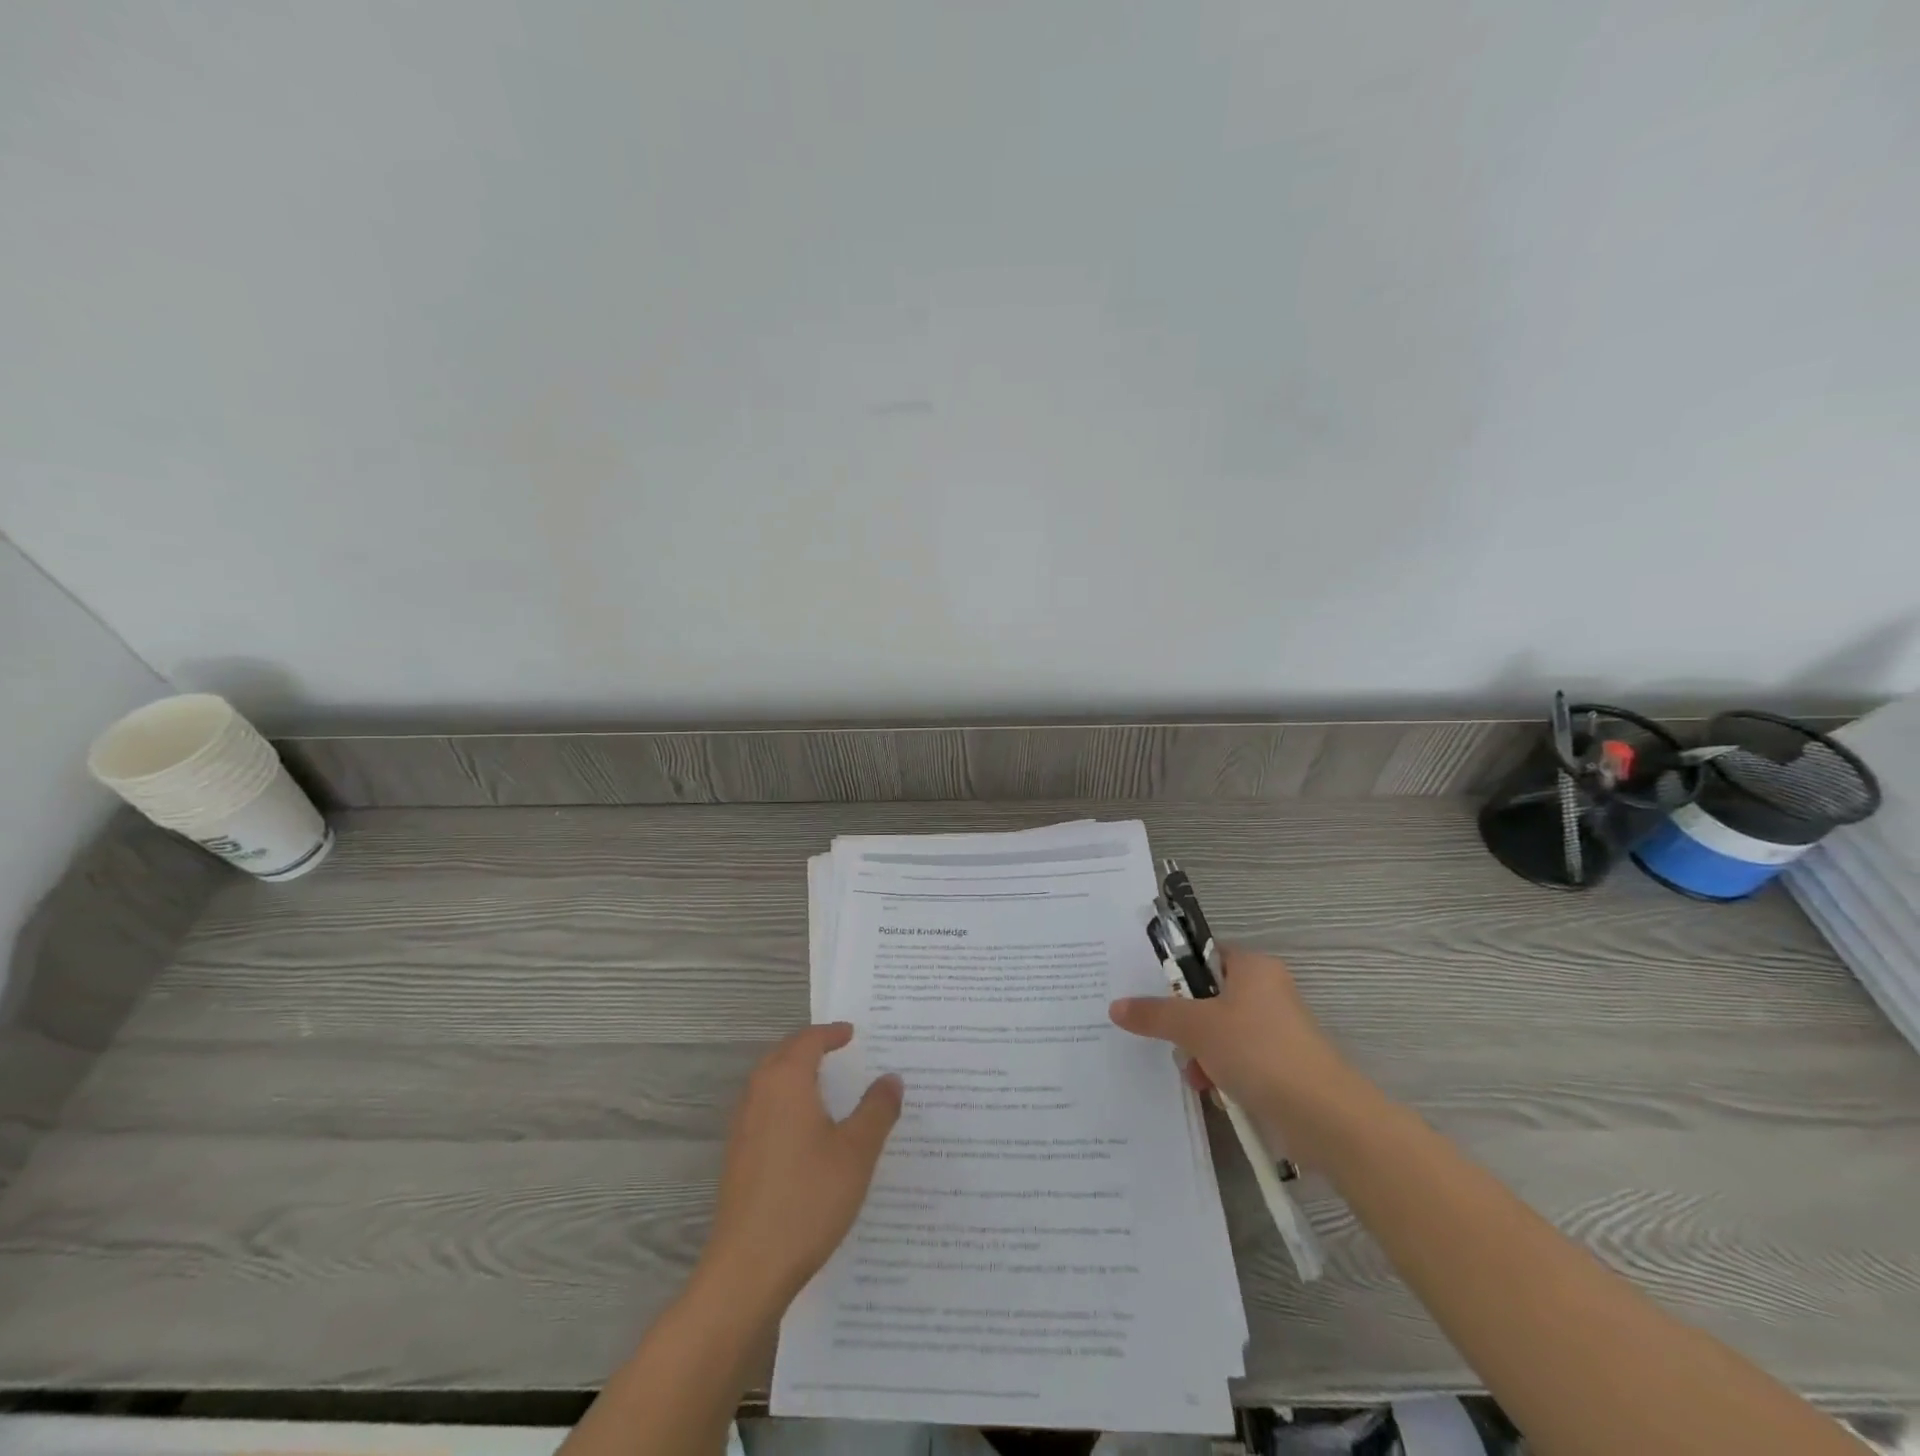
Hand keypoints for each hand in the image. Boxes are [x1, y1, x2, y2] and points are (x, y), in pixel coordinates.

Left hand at [700, 1023, 902, 1310]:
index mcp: (785, 1081)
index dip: (832, 1033)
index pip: (808, 1040)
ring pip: (771, 1082)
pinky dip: (787, 1102)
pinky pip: (765, 1109)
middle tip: (842, 1051)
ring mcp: (743, 1126)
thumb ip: (877, 1110)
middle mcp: (758, 1094)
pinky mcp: (738, 1155)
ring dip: (796, 1074)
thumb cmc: (808, 1199)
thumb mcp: (856, 1152)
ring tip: (829, 1085)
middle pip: (784, 1055)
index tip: (853, 1033)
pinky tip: (808, 1130)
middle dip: (811, 1048)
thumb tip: (891, 1078)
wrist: (748, 1268)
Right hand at [1110, 947, 1359, 1156]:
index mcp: (1253, 967)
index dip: (1176, 973)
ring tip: (1194, 1074)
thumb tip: (1116, 1007)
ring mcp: (1275, 1032)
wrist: (1323, 1117)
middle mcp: (1267, 992)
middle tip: (1170, 1037)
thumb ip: (1154, 1014)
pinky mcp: (1280, 1067)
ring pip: (1219, 1033)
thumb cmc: (1258, 1051)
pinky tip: (1212, 1091)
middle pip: (1208, 998)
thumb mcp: (1196, 1027)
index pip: (1204, 956)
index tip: (1150, 992)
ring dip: (1200, 1053)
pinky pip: (1236, 1061)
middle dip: (1185, 1023)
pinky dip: (1220, 1074)